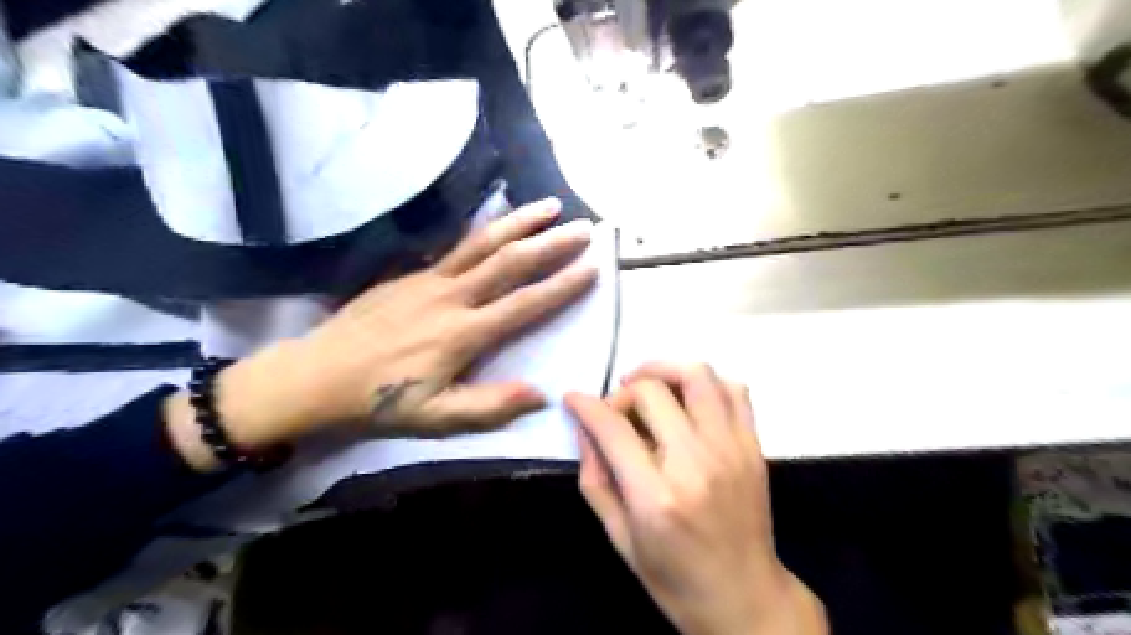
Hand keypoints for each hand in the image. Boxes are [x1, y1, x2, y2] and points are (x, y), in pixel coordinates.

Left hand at [165, 201, 598, 467]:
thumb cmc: (380, 400)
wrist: (318, 373)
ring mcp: (429, 279)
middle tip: (583, 227)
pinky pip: (457, 245)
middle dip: (551, 243)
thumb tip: (542, 394)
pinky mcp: (412, 272)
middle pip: (509, 262)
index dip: (561, 287)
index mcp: (462, 334)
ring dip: (520, 222)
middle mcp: (451, 297)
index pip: (523, 305)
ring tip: (549, 204)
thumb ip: (490, 406)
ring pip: (483, 242)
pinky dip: (485, 229)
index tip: (592, 268)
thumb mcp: (437, 417)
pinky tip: (500, 220)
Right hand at [570, 363, 828, 634]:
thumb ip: (595, 477)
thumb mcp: (619, 536)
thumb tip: (586, 426)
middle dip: (623, 391)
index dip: (586, 404)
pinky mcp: (754, 446)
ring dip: (665, 370)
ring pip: (698, 375)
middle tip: (616, 409)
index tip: (574, 398)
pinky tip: (687, 398)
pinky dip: (705, 382)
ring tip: (648, 387)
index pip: (613, 427)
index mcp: (656, 496)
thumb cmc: (673, 577)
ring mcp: (732, 449)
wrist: (744, 597)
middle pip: (652, 392)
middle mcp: (697, 463)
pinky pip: (733, 389)